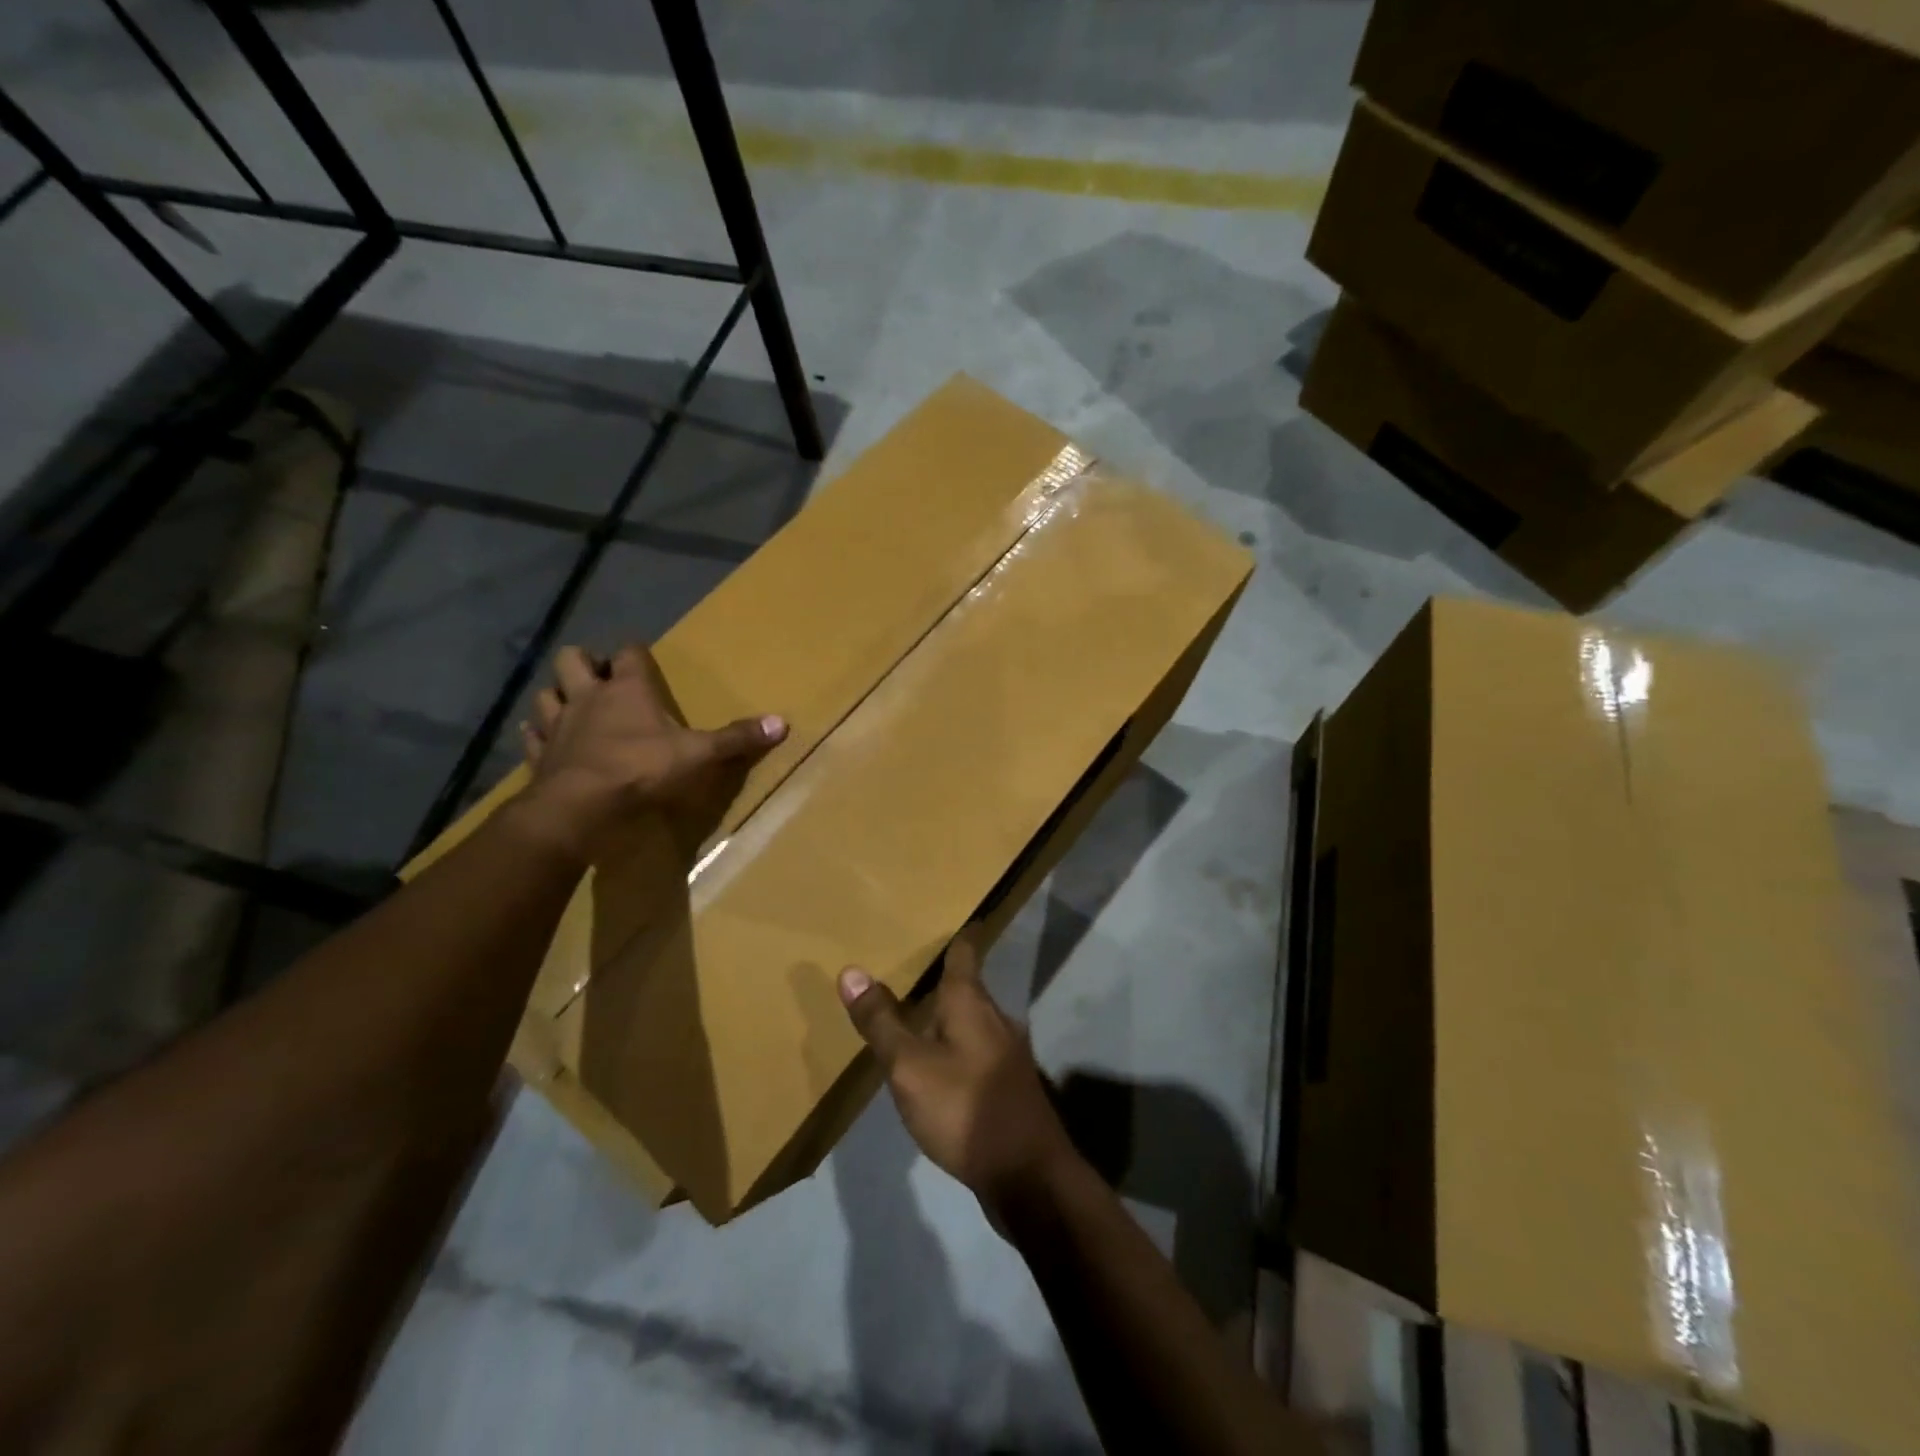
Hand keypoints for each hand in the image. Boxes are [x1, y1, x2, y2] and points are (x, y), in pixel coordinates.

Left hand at [518, 643, 786, 862]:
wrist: (580, 807)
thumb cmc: (641, 770)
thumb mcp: (699, 754)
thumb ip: (737, 738)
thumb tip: (782, 722)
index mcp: (627, 689)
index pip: (628, 652)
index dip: (634, 652)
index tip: (641, 657)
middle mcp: (587, 696)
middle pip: (572, 659)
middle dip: (584, 662)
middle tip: (600, 679)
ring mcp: (558, 725)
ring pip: (546, 694)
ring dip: (557, 696)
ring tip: (572, 707)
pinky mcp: (539, 755)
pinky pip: (531, 736)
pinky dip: (538, 735)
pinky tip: (546, 742)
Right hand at [839, 937, 1079, 1218]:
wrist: (1028, 1176)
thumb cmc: (965, 1108)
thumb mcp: (910, 1066)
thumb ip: (881, 1021)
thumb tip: (851, 971)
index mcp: (972, 1002)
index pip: (965, 951)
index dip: (956, 933)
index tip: (944, 917)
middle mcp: (995, 1018)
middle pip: (968, 986)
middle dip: (941, 978)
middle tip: (907, 967)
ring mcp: (1006, 1054)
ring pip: (972, 1021)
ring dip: (947, 1016)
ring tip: (914, 1015)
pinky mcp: (1007, 1086)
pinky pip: (975, 1051)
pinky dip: (954, 1047)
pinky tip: (936, 1066)